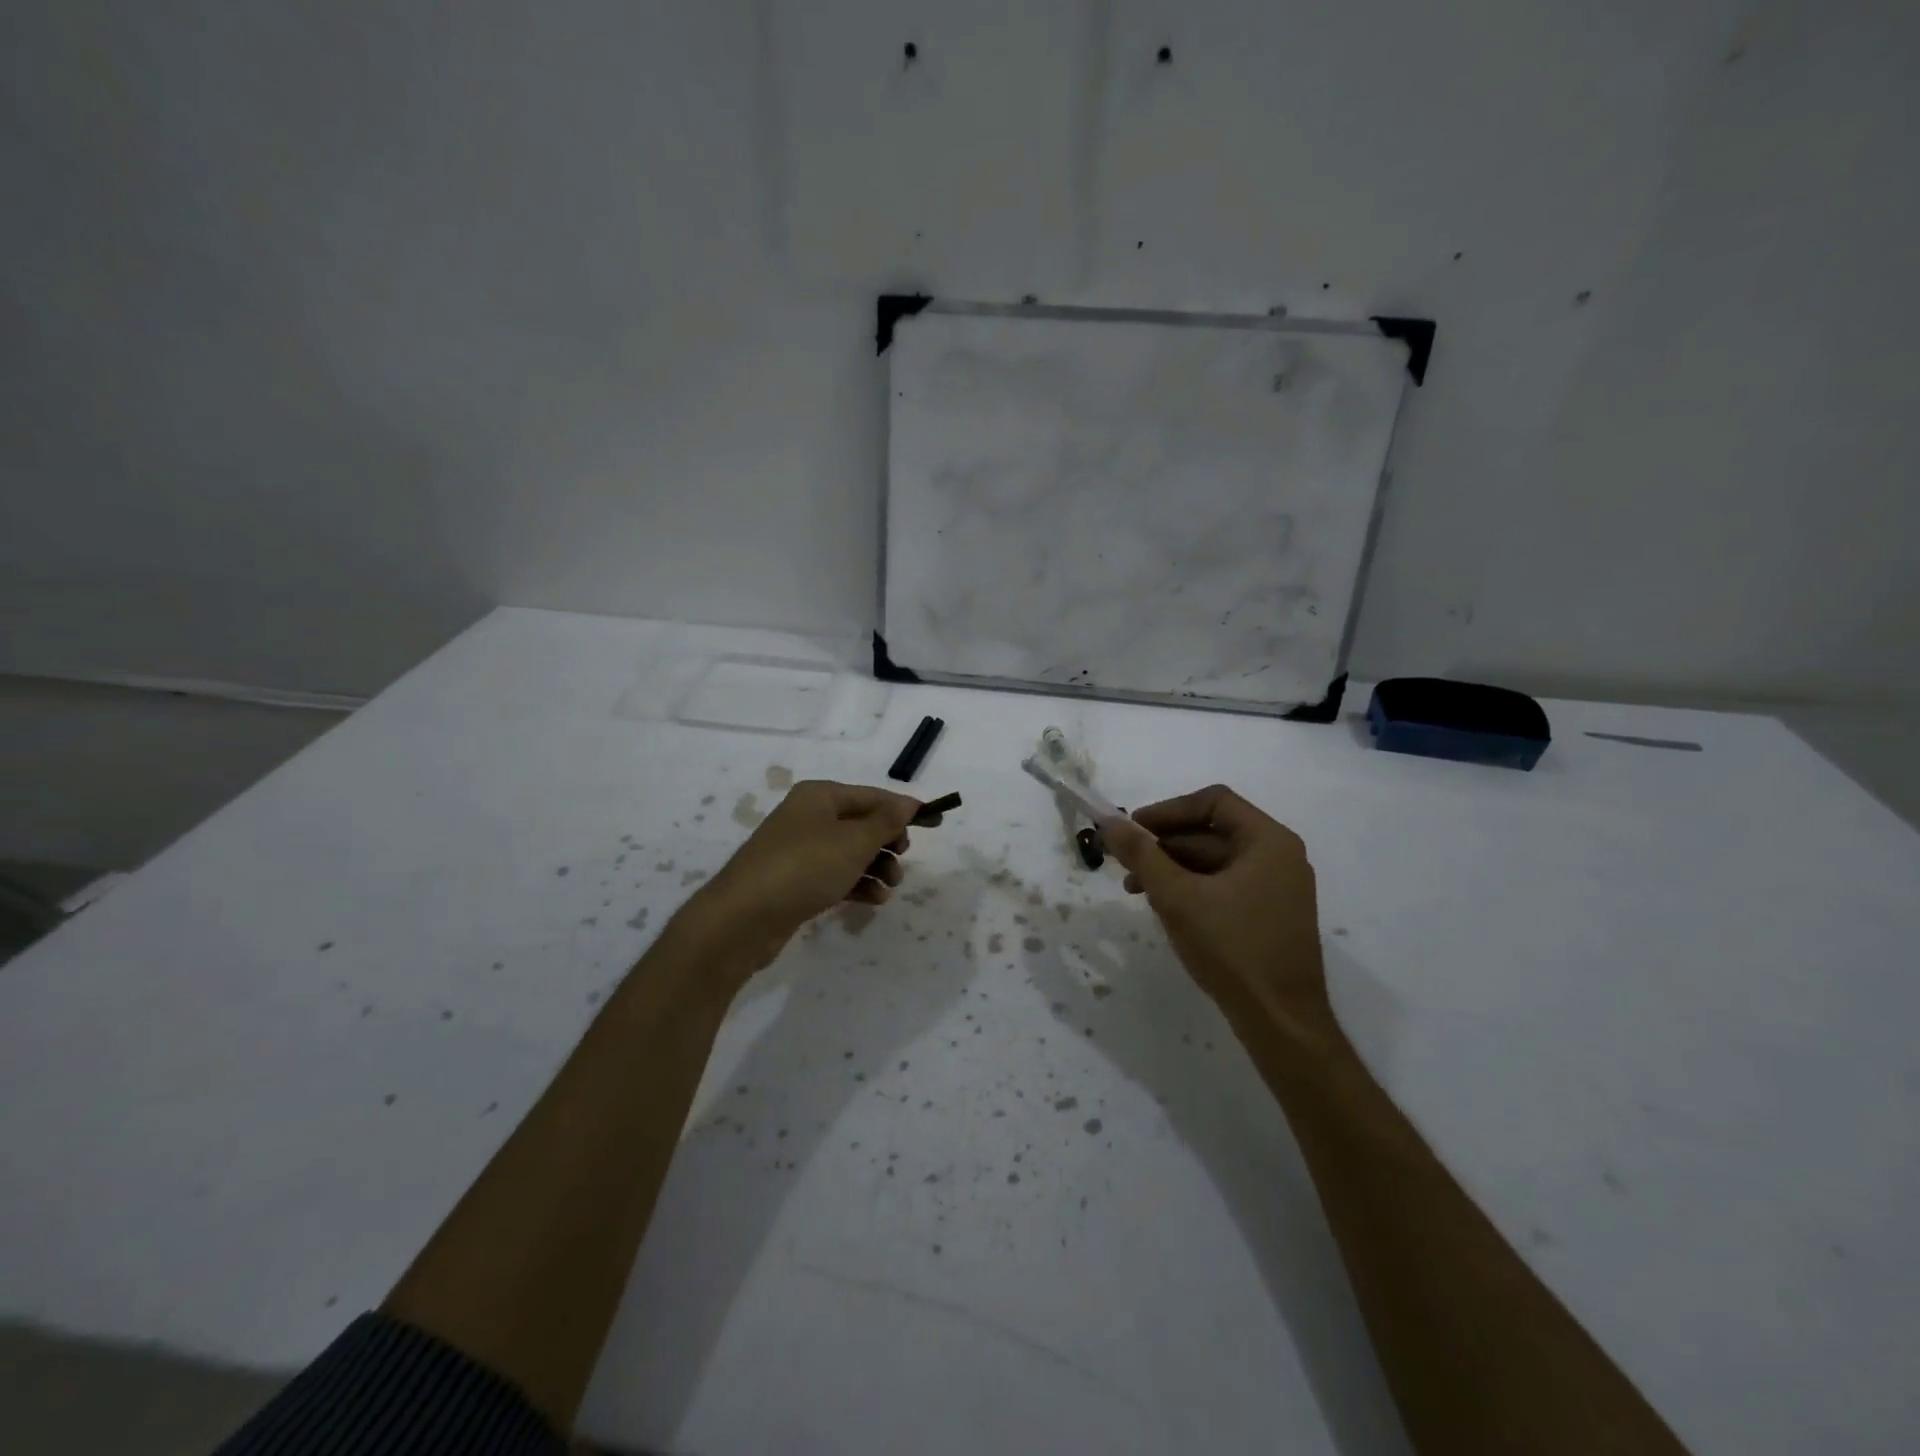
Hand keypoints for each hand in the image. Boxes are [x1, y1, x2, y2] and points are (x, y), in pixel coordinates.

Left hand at [688, 780, 923, 970]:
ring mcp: (800, 850)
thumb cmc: (804, 867)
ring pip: (851, 852)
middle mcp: (809, 817)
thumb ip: (886, 821)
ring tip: (889, 887)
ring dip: (876, 867)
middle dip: (888, 842)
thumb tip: (909, 803)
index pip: (873, 796)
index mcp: (820, 796)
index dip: (905, 809)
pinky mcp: (796, 881)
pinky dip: (857, 884)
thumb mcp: (854, 841)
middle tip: (902, 858)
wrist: (742, 919)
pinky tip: (874, 900)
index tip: (937, 822)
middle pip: (862, 823)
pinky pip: (836, 875)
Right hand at [1103, 785, 1331, 1034]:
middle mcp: (1279, 857)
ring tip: (1135, 889)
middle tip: (1125, 860)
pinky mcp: (1271, 916)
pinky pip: (1225, 886)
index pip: (1214, 801)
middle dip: (1165, 844)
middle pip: (1213, 831)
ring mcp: (1278, 889)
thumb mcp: (1176, 896)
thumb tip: (1108, 820)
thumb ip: (1141, 853)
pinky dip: (1192, 888)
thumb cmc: (1231, 948)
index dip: (1168, 810)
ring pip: (1216, 861)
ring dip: (1173, 868)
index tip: (1133, 828)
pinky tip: (1164, 907)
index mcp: (1268, 841)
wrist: (1281, 1022)